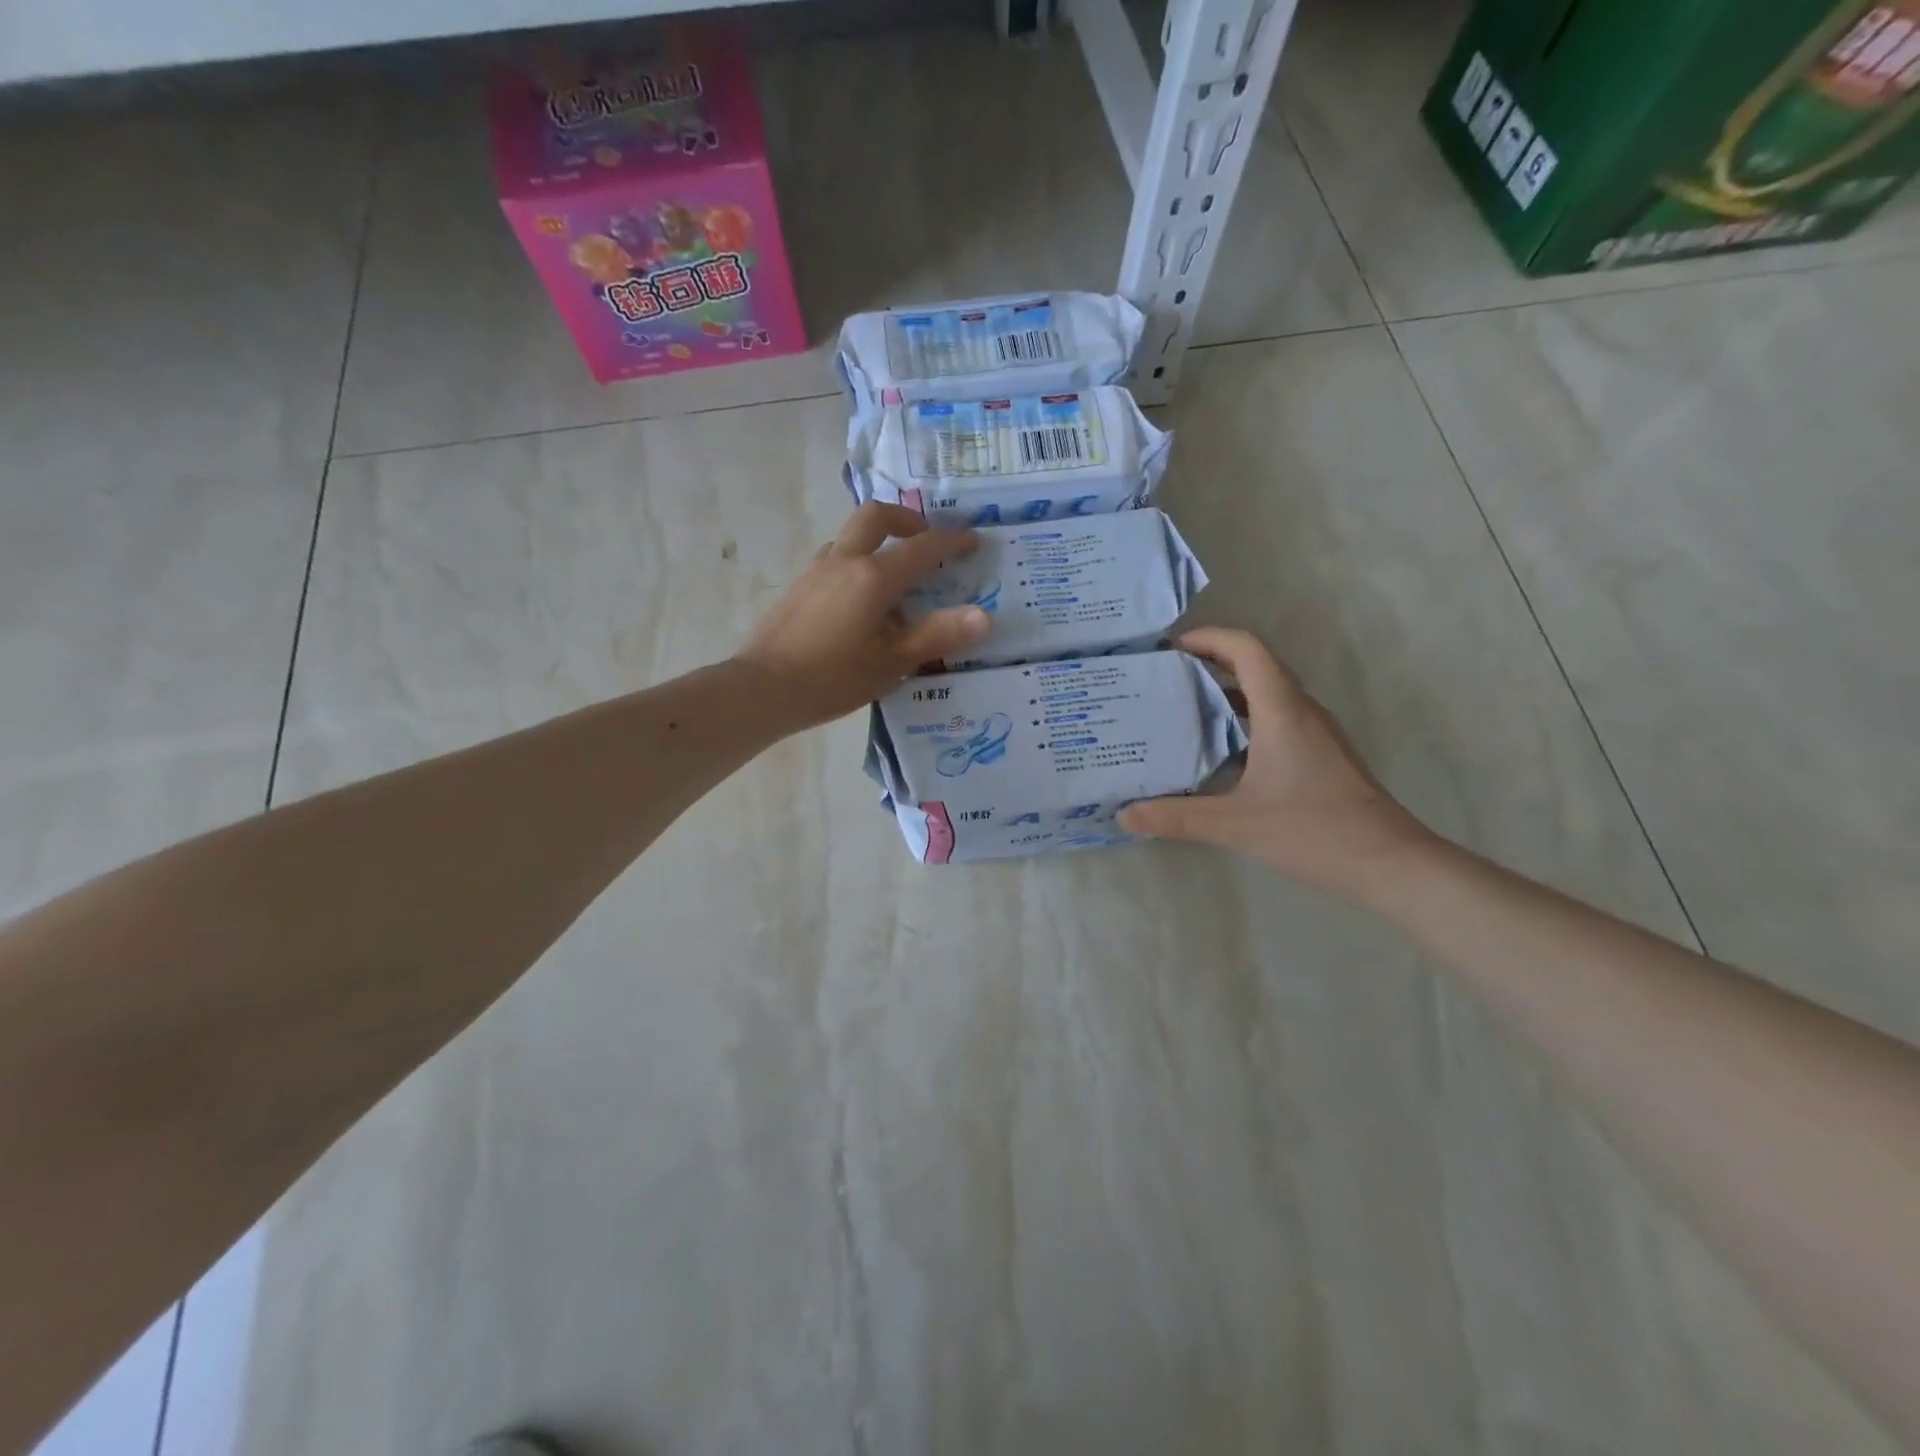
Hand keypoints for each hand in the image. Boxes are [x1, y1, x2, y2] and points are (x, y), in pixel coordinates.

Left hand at [734, 502, 990, 729]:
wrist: (762, 688)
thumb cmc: (833, 678)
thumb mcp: (893, 662)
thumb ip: (938, 635)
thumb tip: (984, 616)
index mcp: (873, 576)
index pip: (922, 547)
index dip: (952, 542)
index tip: (973, 541)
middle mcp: (844, 561)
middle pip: (877, 516)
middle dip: (908, 520)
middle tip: (928, 540)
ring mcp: (816, 571)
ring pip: (852, 536)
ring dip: (879, 541)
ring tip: (897, 576)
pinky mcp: (800, 588)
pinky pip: (836, 559)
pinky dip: (858, 562)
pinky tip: (862, 601)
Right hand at [1118, 628, 1435, 899]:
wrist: (1390, 863)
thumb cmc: (1313, 832)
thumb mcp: (1235, 825)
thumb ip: (1177, 818)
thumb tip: (1124, 815)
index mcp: (1281, 711)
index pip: (1246, 649)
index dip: (1208, 638)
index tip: (1170, 649)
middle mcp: (1301, 711)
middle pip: (1256, 664)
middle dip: (1210, 662)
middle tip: (1165, 678)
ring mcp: (1316, 732)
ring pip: (1268, 692)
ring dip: (1227, 691)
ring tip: (1183, 709)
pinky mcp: (1322, 753)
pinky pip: (1278, 717)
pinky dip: (1244, 717)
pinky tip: (1220, 750)